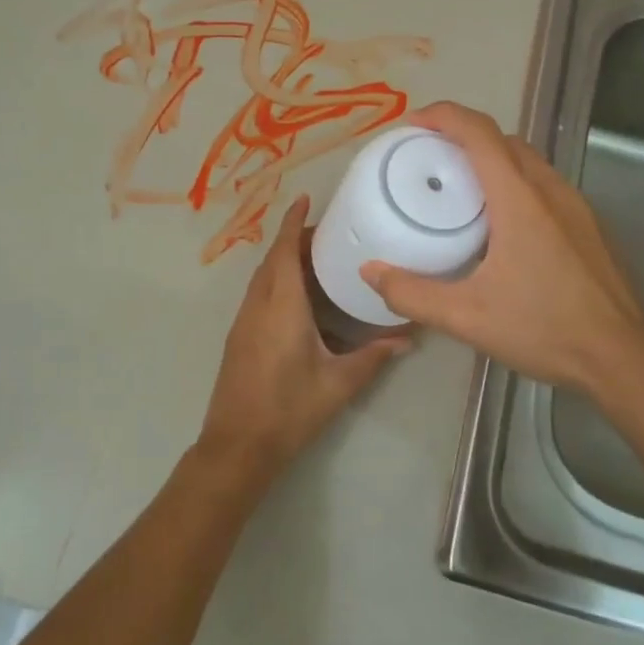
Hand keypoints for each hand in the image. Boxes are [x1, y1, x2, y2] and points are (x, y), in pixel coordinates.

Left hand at [195, 195, 408, 488]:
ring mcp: (243, 321)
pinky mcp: (238, 337)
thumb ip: (372, 358)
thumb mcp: (337, 384)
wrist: (237, 446)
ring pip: (262, 277)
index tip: (304, 198)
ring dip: (284, 261)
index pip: (284, 252)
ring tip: (317, 260)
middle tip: (328, 234)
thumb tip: (406, 339)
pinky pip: (258, 294)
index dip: (292, 222)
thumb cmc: (289, 410)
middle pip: (273, 260)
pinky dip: (276, 281)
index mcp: (281, 307)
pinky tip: (299, 298)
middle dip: (294, 240)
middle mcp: (257, 306)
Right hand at [360, 102, 643, 398]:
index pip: (479, 133)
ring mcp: (575, 206)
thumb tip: (370, 271)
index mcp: (519, 199)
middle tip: (427, 157)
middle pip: (503, 140)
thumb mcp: (467, 317)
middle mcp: (550, 190)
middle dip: (462, 135)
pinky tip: (500, 223)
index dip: (443, 116)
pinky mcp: (588, 226)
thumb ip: (412, 293)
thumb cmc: (544, 328)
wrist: (622, 358)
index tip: (411, 123)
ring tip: (459, 186)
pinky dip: (514, 181)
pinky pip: (544, 185)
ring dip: (491, 158)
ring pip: (527, 161)